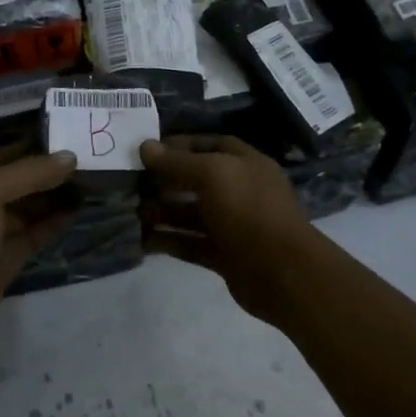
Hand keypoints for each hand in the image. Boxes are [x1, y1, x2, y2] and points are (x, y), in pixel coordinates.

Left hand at [0, 145, 78, 347]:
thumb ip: (28, 173)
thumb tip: (69, 157)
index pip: (2, 156)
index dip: (32, 146)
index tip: (67, 137)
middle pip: (18, 182)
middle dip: (48, 172)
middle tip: (85, 160)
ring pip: (28, 209)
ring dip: (54, 197)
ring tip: (88, 183)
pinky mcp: (6, 259)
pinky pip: (33, 234)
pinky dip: (53, 223)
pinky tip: (75, 211)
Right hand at [140, 135, 317, 321]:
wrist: (283, 272)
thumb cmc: (249, 210)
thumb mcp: (212, 175)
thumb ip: (178, 162)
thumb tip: (145, 147)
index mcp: (246, 164)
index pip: (212, 145)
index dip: (182, 144)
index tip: (149, 150)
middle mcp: (241, 191)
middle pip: (198, 180)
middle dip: (166, 181)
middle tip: (132, 182)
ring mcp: (233, 225)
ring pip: (192, 214)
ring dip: (163, 212)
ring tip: (133, 212)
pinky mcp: (224, 256)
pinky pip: (191, 244)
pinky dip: (169, 241)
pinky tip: (143, 241)